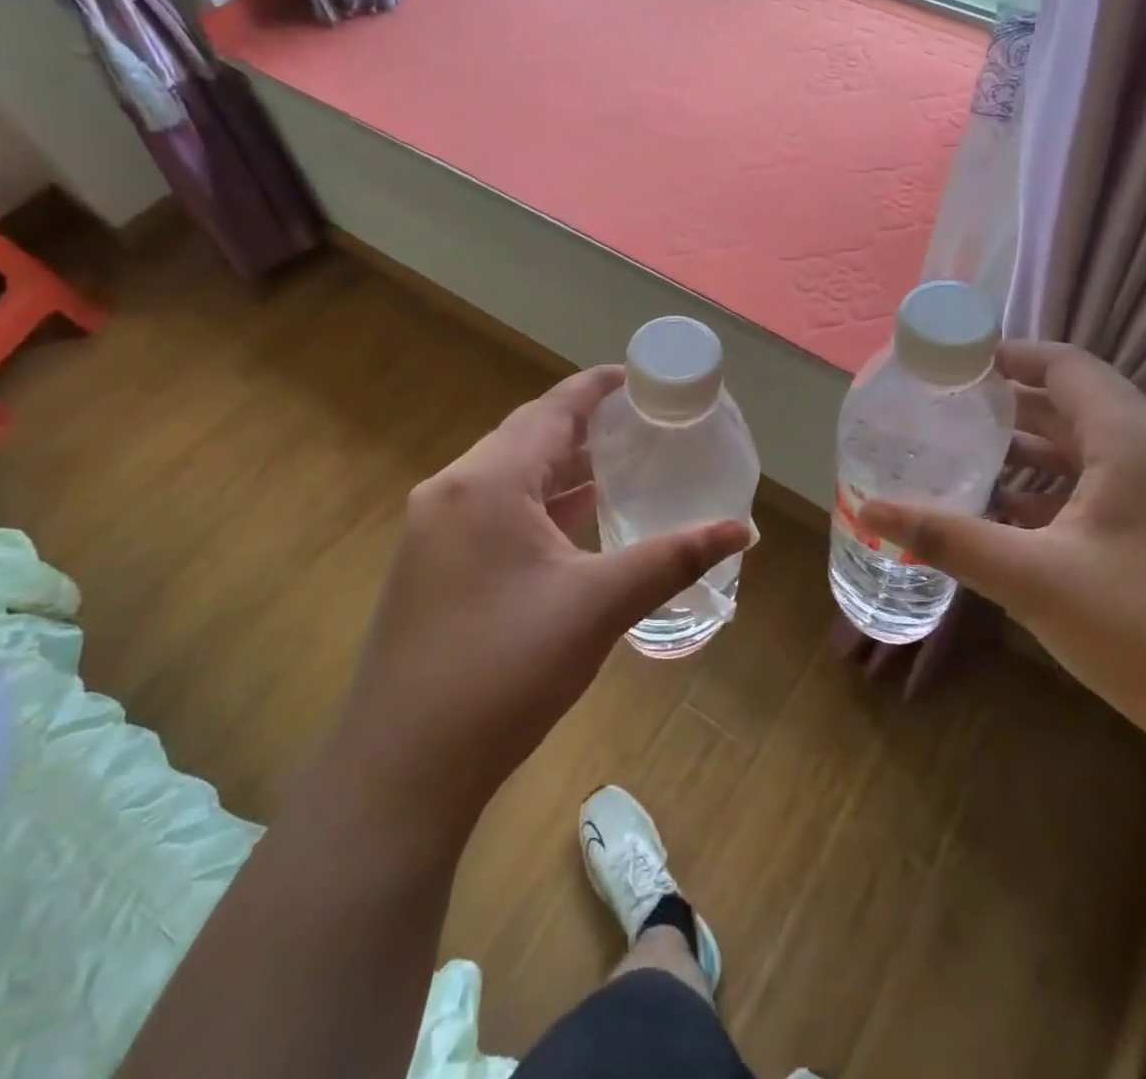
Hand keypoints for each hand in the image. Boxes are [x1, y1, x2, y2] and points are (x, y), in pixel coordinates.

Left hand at [326, 366, 749, 836]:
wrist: (403, 766)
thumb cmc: (505, 670)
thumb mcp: (597, 606)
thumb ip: (671, 559)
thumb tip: (742, 531)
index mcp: (487, 482)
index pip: (550, 411)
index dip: (595, 388)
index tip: (638, 378)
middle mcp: (451, 491)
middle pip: (525, 438)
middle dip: (581, 427)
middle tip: (639, 424)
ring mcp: (433, 530)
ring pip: (506, 477)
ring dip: (558, 468)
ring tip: (616, 464)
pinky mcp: (429, 565)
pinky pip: (491, 511)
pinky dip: (535, 504)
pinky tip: (569, 522)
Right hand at [861, 343, 1145, 793]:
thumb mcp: (1034, 580)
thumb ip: (948, 537)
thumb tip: (870, 510)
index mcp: (1138, 441)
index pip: (1066, 366)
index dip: (1008, 356)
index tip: (952, 365)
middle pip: (1081, 406)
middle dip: (1012, 408)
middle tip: (947, 416)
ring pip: (1102, 453)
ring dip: (1038, 455)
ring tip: (972, 465)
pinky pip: (1123, 491)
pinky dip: (1070, 493)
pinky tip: (1026, 523)